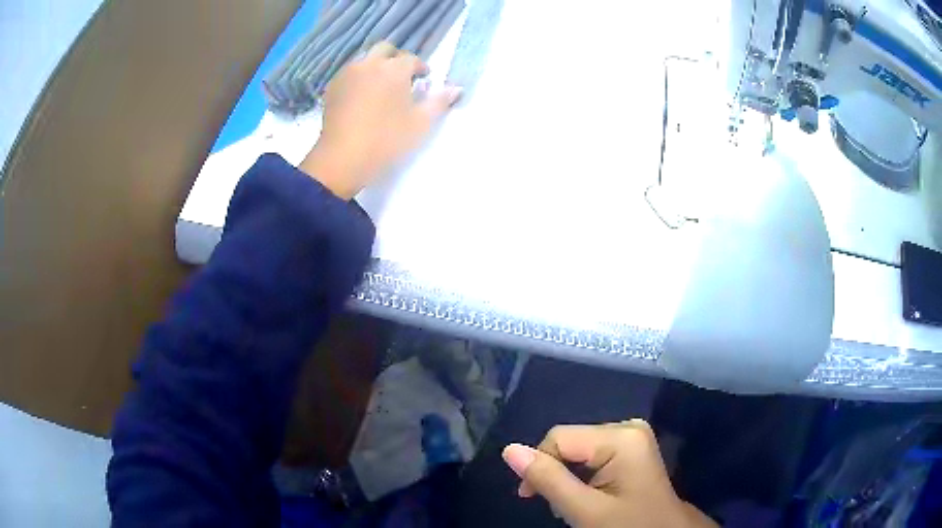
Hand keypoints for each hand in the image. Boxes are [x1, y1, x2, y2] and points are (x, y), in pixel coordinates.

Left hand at [299, 41, 461, 199]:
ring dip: (376, 66)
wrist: (342, 158)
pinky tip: (361, 96)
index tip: (424, 78)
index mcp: (394, 69)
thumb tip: (457, 88)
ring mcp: (347, 74)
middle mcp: (369, 63)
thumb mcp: (421, 123)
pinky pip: (349, 73)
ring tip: (381, 86)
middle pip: (385, 49)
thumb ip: (439, 102)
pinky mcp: (332, 87)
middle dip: (396, 58)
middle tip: (402, 77)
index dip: (420, 67)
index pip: (411, 58)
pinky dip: (359, 77)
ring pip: (365, 59)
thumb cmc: (386, 140)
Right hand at [502, 421, 716, 527]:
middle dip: (555, 474)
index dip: (538, 466)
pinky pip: (593, 455)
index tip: (530, 497)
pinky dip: (581, 477)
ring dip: (567, 478)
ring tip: (573, 504)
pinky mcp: (632, 448)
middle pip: (570, 442)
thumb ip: (547, 479)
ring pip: (578, 450)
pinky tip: (587, 495)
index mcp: (621, 436)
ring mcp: (632, 437)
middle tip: (558, 506)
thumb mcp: (584, 509)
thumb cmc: (627, 525)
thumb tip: (509, 449)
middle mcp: (628, 427)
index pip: (558, 438)